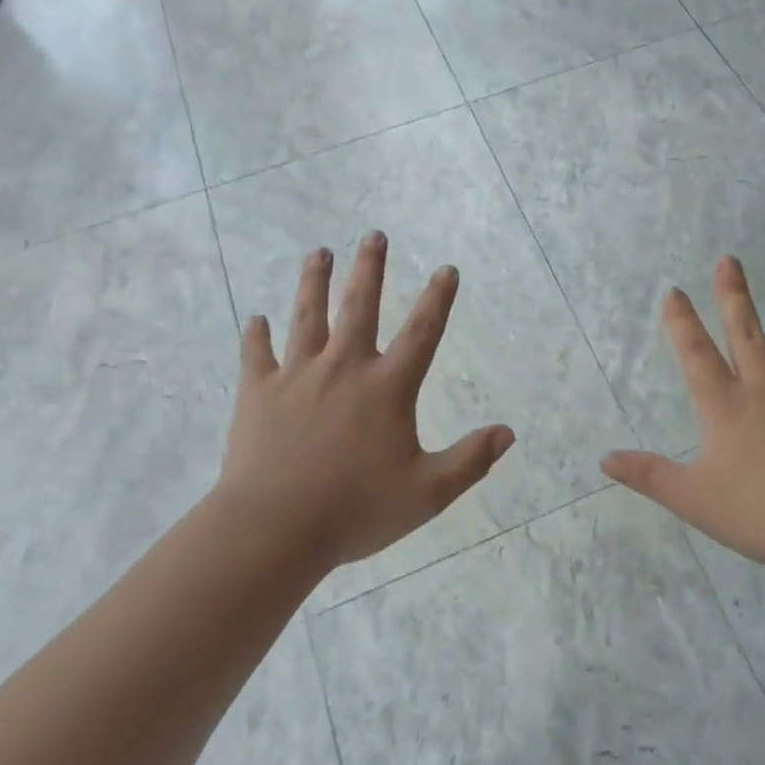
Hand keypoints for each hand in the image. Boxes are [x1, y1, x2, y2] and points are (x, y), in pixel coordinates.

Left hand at [216, 231, 513, 570]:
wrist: (274, 529)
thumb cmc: (355, 511)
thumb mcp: (426, 493)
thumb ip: (469, 461)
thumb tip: (508, 433)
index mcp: (386, 388)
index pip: (421, 332)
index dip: (437, 299)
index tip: (446, 268)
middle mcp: (344, 368)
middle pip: (359, 306)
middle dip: (369, 268)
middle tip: (373, 234)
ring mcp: (297, 376)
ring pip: (307, 317)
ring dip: (313, 282)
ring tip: (318, 252)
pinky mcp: (258, 393)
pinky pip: (257, 356)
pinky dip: (257, 336)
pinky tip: (256, 319)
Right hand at [603, 256, 764, 578]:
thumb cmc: (759, 513)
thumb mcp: (692, 498)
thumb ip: (649, 475)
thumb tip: (604, 459)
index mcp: (725, 406)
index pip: (696, 354)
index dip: (682, 322)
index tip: (674, 291)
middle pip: (746, 334)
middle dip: (733, 296)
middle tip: (729, 261)